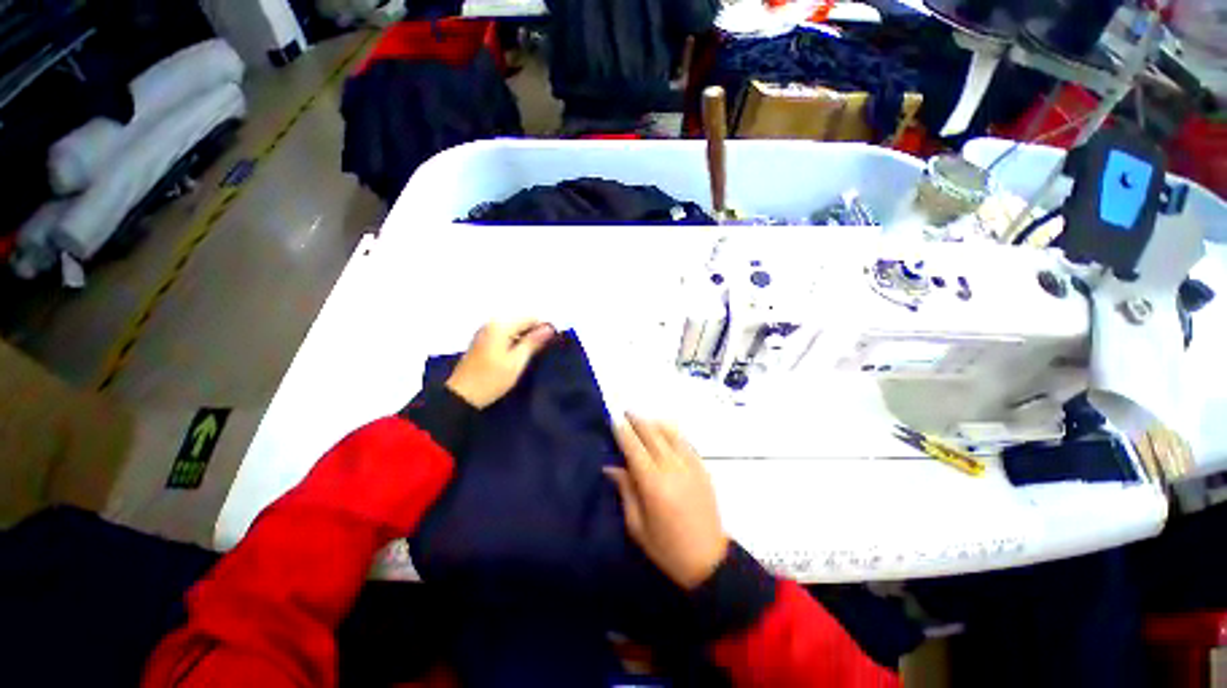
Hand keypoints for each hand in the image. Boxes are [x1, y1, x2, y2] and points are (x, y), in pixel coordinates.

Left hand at [446, 319, 555, 408]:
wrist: (461, 396)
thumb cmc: (492, 379)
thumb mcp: (517, 362)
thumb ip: (533, 342)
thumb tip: (550, 328)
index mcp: (501, 325)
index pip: (531, 316)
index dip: (543, 328)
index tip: (550, 344)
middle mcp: (492, 323)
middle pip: (521, 320)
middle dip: (534, 332)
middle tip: (541, 351)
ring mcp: (486, 331)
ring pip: (514, 327)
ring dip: (525, 337)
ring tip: (530, 355)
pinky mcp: (483, 340)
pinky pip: (505, 333)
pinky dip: (514, 341)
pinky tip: (517, 355)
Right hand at [606, 414, 728, 589]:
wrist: (709, 559)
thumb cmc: (667, 548)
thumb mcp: (637, 526)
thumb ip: (625, 491)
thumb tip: (611, 467)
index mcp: (653, 484)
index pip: (634, 448)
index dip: (623, 432)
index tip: (615, 420)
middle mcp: (672, 468)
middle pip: (652, 434)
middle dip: (638, 420)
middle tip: (627, 412)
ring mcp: (690, 465)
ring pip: (671, 433)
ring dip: (655, 422)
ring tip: (644, 419)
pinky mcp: (702, 467)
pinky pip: (685, 441)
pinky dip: (673, 432)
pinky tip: (665, 430)